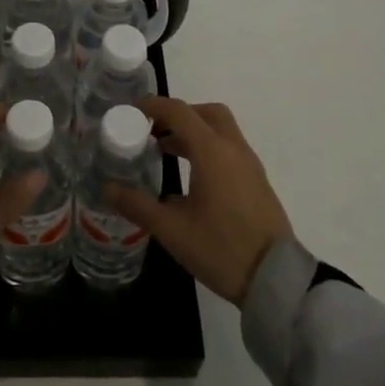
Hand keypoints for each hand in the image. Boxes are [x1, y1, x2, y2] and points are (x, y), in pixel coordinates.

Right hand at [106, 97, 293, 305]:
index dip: (153, 106)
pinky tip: (191, 177)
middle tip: (153, 130)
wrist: (277, 279)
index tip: (130, 111)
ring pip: (220, 130)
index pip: (179, 111)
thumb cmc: (221, 249)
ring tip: (165, 152)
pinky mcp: (256, 181)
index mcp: (212, 152)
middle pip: (205, 113)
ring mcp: (249, 165)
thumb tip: (107, 188)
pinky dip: (207, 148)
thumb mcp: (172, 230)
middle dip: (177, 115)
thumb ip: (137, 205)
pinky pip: (229, 149)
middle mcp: (233, 149)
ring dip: (193, 132)